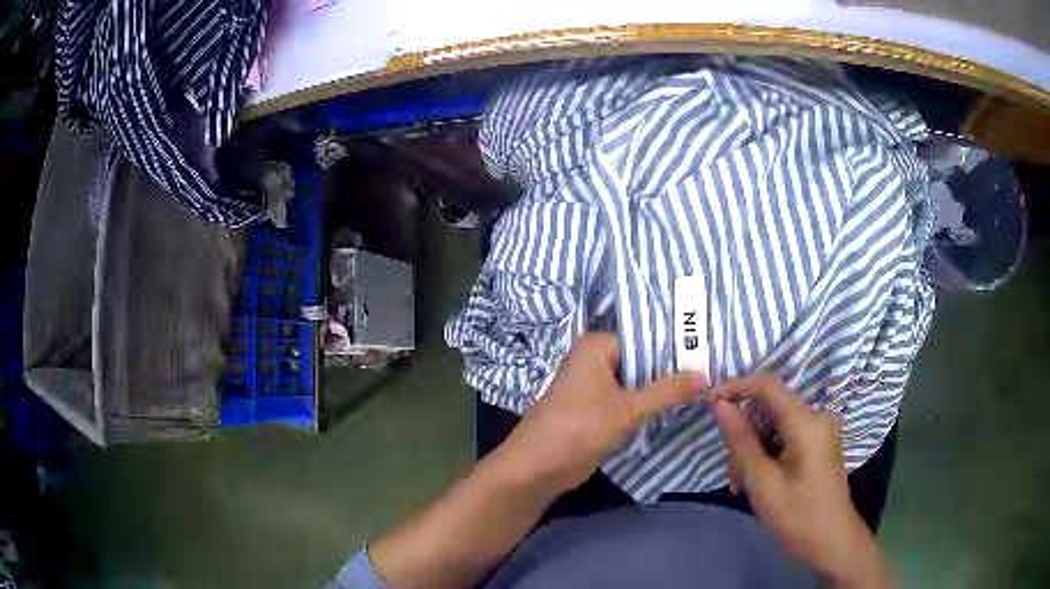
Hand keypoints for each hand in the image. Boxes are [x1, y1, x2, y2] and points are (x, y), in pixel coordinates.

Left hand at [498, 332, 705, 492]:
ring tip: (703, 389)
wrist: (538, 467)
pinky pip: (628, 401)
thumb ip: (667, 390)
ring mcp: (595, 386)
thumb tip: (706, 374)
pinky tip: (678, 409)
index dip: (675, 349)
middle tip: (711, 374)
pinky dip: (647, 407)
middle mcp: (595, 360)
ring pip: (637, 383)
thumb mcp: (627, 408)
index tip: (707, 356)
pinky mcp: (597, 410)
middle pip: (642, 361)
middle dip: (670, 372)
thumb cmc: (579, 427)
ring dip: (660, 392)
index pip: (645, 338)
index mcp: (597, 346)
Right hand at [708, 375, 892, 587]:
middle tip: (732, 473)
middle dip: (744, 435)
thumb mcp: (762, 481)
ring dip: (754, 451)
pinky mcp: (819, 446)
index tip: (707, 403)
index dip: (735, 387)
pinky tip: (759, 482)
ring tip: (742, 486)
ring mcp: (820, 432)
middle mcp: (816, 418)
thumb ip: (741, 441)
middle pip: (769, 409)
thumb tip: (721, 405)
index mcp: (806, 422)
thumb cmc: (797, 515)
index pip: (767, 385)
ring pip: (775, 427)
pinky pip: (786, 438)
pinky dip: (768, 455)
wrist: (832, 542)